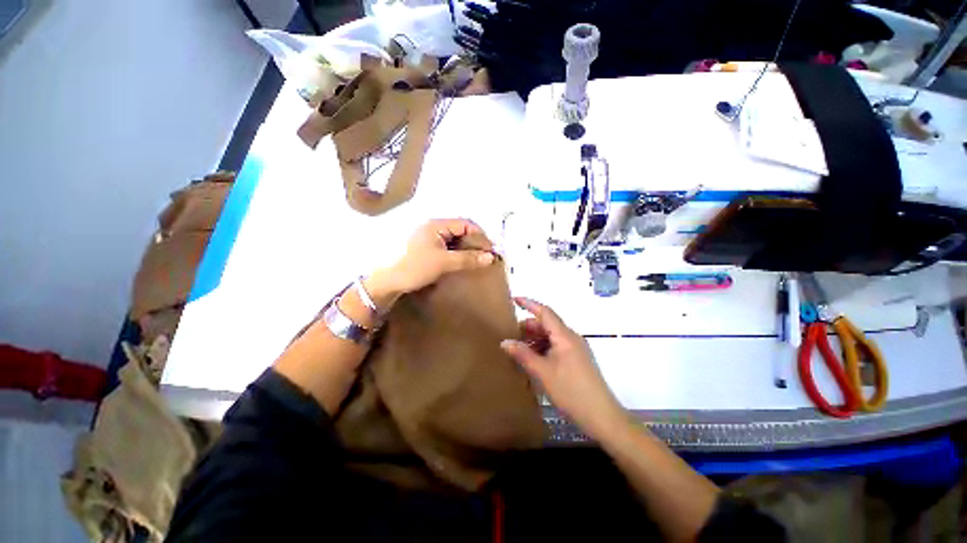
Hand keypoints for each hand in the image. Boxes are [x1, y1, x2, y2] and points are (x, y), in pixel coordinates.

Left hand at [367, 219, 495, 304]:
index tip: (490, 249)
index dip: (480, 235)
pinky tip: (465, 262)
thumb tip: (491, 257)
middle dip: (475, 242)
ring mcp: (431, 238)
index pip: (465, 224)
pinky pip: (449, 247)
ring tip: (478, 260)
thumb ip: (468, 259)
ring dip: (468, 248)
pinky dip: (459, 253)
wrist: (391, 281)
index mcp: (436, 224)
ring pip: (456, 239)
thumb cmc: (416, 267)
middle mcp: (434, 227)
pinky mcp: (429, 248)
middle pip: (461, 230)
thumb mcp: (444, 262)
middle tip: (486, 256)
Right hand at [500, 297, 626, 440]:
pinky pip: (557, 346)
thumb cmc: (571, 391)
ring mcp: (576, 349)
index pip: (545, 312)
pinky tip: (534, 360)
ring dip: (535, 339)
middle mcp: (571, 337)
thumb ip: (523, 354)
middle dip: (529, 327)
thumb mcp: (542, 372)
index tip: (514, 299)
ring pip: (551, 336)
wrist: (602, 416)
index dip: (529, 304)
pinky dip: (543, 349)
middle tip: (511, 336)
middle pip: (547, 324)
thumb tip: (504, 342)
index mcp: (564, 336)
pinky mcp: (577, 359)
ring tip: (520, 350)